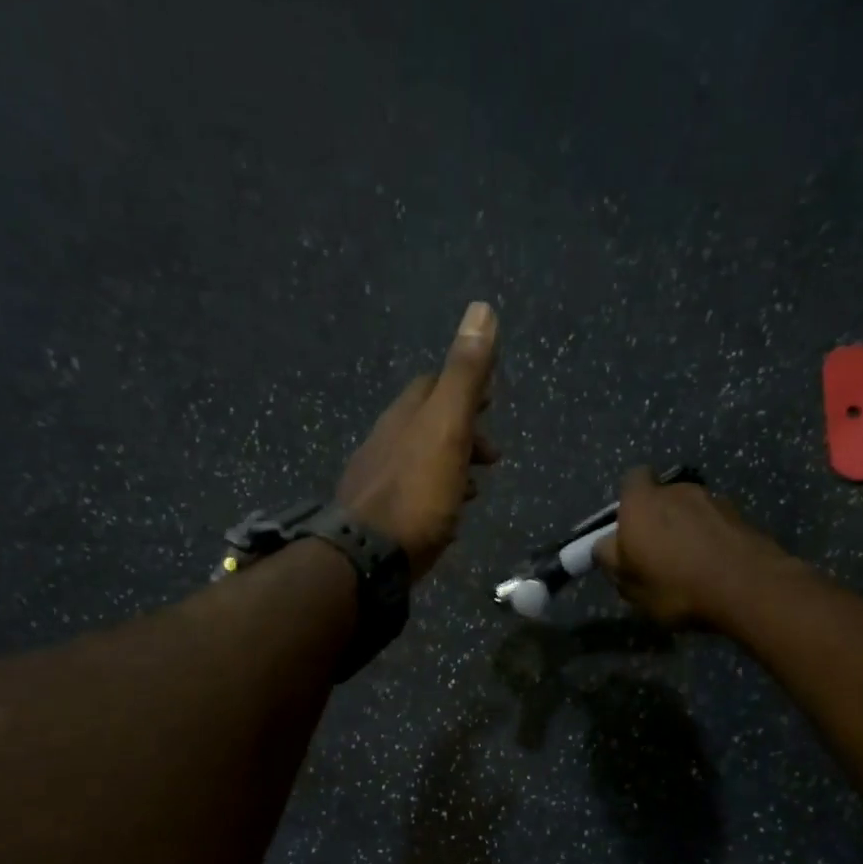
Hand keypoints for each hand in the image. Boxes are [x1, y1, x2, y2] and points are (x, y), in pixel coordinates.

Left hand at [338, 302, 500, 580]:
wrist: (369, 555)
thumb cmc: (416, 491)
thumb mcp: (447, 428)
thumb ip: (465, 375)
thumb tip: (482, 308)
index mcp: (405, 416)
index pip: (433, 385)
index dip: (464, 386)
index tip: (491, 400)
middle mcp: (386, 441)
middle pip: (427, 424)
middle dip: (462, 431)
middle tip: (493, 454)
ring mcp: (379, 479)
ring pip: (421, 461)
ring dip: (452, 465)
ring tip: (477, 485)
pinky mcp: (380, 516)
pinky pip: (414, 494)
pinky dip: (438, 494)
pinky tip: (449, 514)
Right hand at [594, 467, 792, 628]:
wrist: (748, 588)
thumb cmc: (675, 586)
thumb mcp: (629, 585)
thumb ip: (611, 560)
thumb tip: (607, 545)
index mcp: (642, 503)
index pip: (631, 480)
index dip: (629, 501)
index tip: (629, 528)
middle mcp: (677, 491)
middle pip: (663, 496)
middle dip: (659, 519)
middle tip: (658, 554)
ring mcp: (714, 500)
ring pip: (692, 511)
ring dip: (688, 529)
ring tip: (691, 564)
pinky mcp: (742, 516)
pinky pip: (717, 525)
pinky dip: (712, 539)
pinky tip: (715, 568)